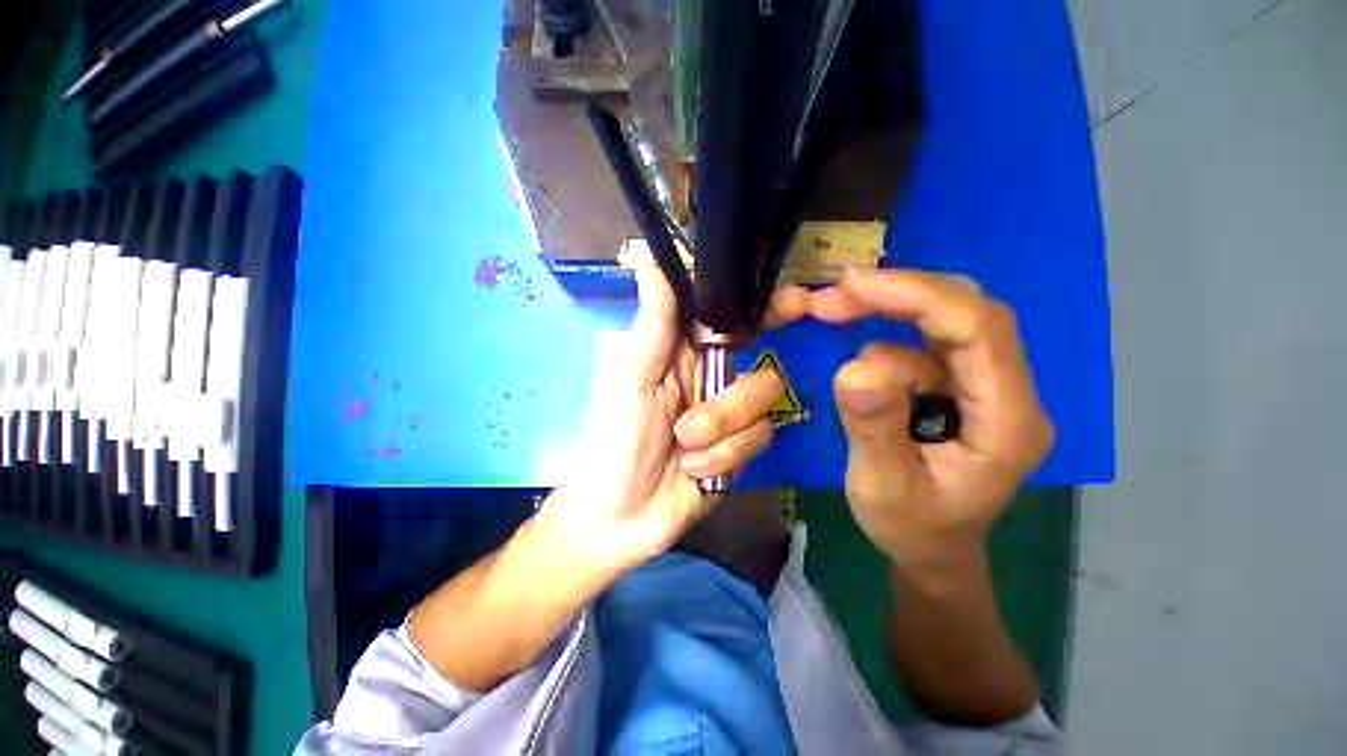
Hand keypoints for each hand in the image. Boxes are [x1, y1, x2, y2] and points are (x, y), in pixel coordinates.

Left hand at [540, 254, 785, 572]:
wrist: (620, 515)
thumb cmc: (615, 439)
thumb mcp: (631, 378)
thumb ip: (653, 323)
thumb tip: (648, 258)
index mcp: (686, 355)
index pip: (735, 320)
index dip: (768, 308)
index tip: (798, 303)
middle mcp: (714, 379)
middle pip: (759, 369)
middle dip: (729, 403)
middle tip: (689, 427)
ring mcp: (732, 416)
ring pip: (762, 408)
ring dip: (721, 435)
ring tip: (684, 452)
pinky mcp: (742, 449)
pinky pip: (760, 441)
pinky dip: (724, 459)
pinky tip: (695, 473)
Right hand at [797, 270, 1053, 563]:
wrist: (933, 548)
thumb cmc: (911, 528)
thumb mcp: (880, 486)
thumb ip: (872, 427)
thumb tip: (855, 365)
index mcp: (1007, 422)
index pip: (980, 331)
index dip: (917, 297)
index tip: (851, 288)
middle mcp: (1009, 392)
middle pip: (967, 312)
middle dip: (897, 295)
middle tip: (832, 298)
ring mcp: (987, 385)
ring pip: (945, 320)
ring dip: (885, 311)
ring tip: (832, 316)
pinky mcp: (962, 384)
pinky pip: (926, 339)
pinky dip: (886, 332)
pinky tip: (859, 354)